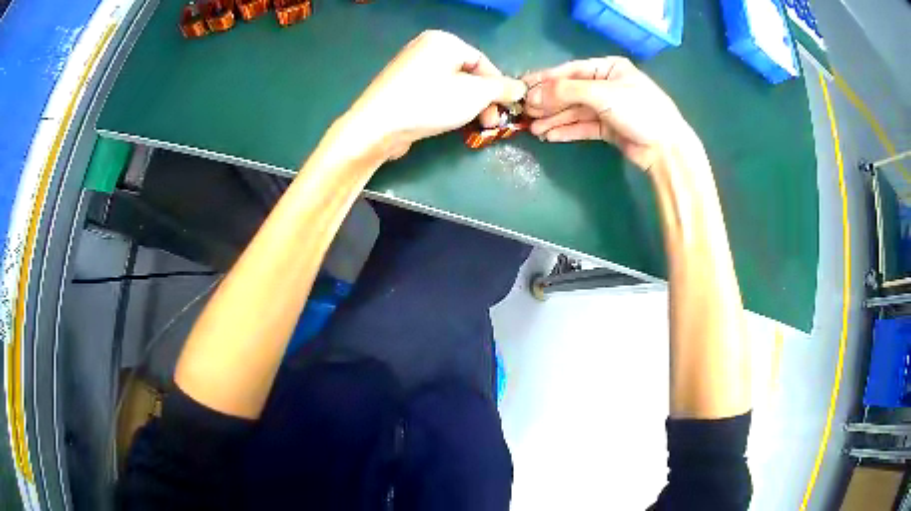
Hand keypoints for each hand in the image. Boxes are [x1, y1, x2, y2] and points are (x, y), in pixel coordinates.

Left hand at [338, 30, 526, 160]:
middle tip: (490, 123)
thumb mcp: (474, 94)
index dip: (498, 86)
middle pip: (467, 73)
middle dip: (483, 99)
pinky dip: (446, 105)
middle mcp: (425, 48)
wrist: (376, 127)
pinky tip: (449, 122)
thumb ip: (501, 89)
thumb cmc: (429, 103)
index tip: (505, 110)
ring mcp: (410, 67)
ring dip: (468, 105)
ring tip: (473, 126)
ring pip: (451, 84)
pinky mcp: (401, 87)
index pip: (483, 61)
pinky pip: (433, 92)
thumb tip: (520, 88)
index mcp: (444, 41)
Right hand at [522, 57, 698, 171]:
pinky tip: (550, 136)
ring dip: (554, 119)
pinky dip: (567, 131)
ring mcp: (607, 108)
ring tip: (533, 129)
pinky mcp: (608, 129)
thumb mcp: (602, 94)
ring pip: (574, 111)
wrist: (666, 148)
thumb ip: (566, 91)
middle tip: (524, 113)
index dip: (545, 80)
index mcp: (608, 68)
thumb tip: (532, 96)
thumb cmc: (638, 110)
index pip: (570, 71)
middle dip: (548, 103)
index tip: (522, 88)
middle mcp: (606, 85)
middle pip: (570, 92)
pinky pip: (582, 127)